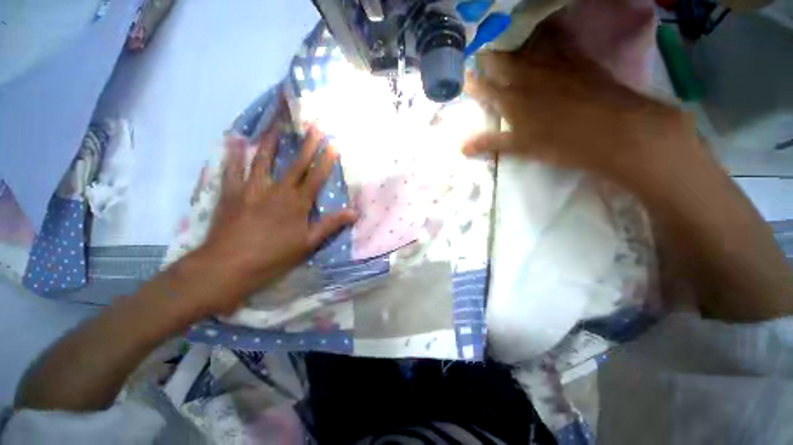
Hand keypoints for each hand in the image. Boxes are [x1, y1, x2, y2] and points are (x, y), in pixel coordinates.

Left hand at [193, 107, 355, 314]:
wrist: (229, 266)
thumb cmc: (273, 256)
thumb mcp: (308, 244)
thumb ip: (330, 225)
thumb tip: (354, 213)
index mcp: (297, 204)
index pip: (315, 177)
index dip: (326, 160)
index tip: (333, 144)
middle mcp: (277, 190)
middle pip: (295, 163)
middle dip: (307, 144)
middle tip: (314, 125)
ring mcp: (252, 188)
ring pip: (264, 159)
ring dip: (273, 140)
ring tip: (279, 122)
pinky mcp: (232, 192)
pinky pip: (233, 168)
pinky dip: (234, 153)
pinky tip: (235, 139)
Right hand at [462, 21, 696, 187]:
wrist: (614, 130)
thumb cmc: (560, 143)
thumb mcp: (520, 148)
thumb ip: (489, 143)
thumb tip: (461, 148)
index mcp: (510, 98)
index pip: (482, 86)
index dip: (469, 81)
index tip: (461, 78)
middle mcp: (527, 75)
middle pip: (500, 59)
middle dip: (486, 58)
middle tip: (479, 58)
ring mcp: (553, 63)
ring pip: (524, 49)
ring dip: (511, 49)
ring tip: (504, 49)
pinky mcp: (576, 59)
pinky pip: (555, 44)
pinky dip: (543, 43)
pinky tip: (542, 46)